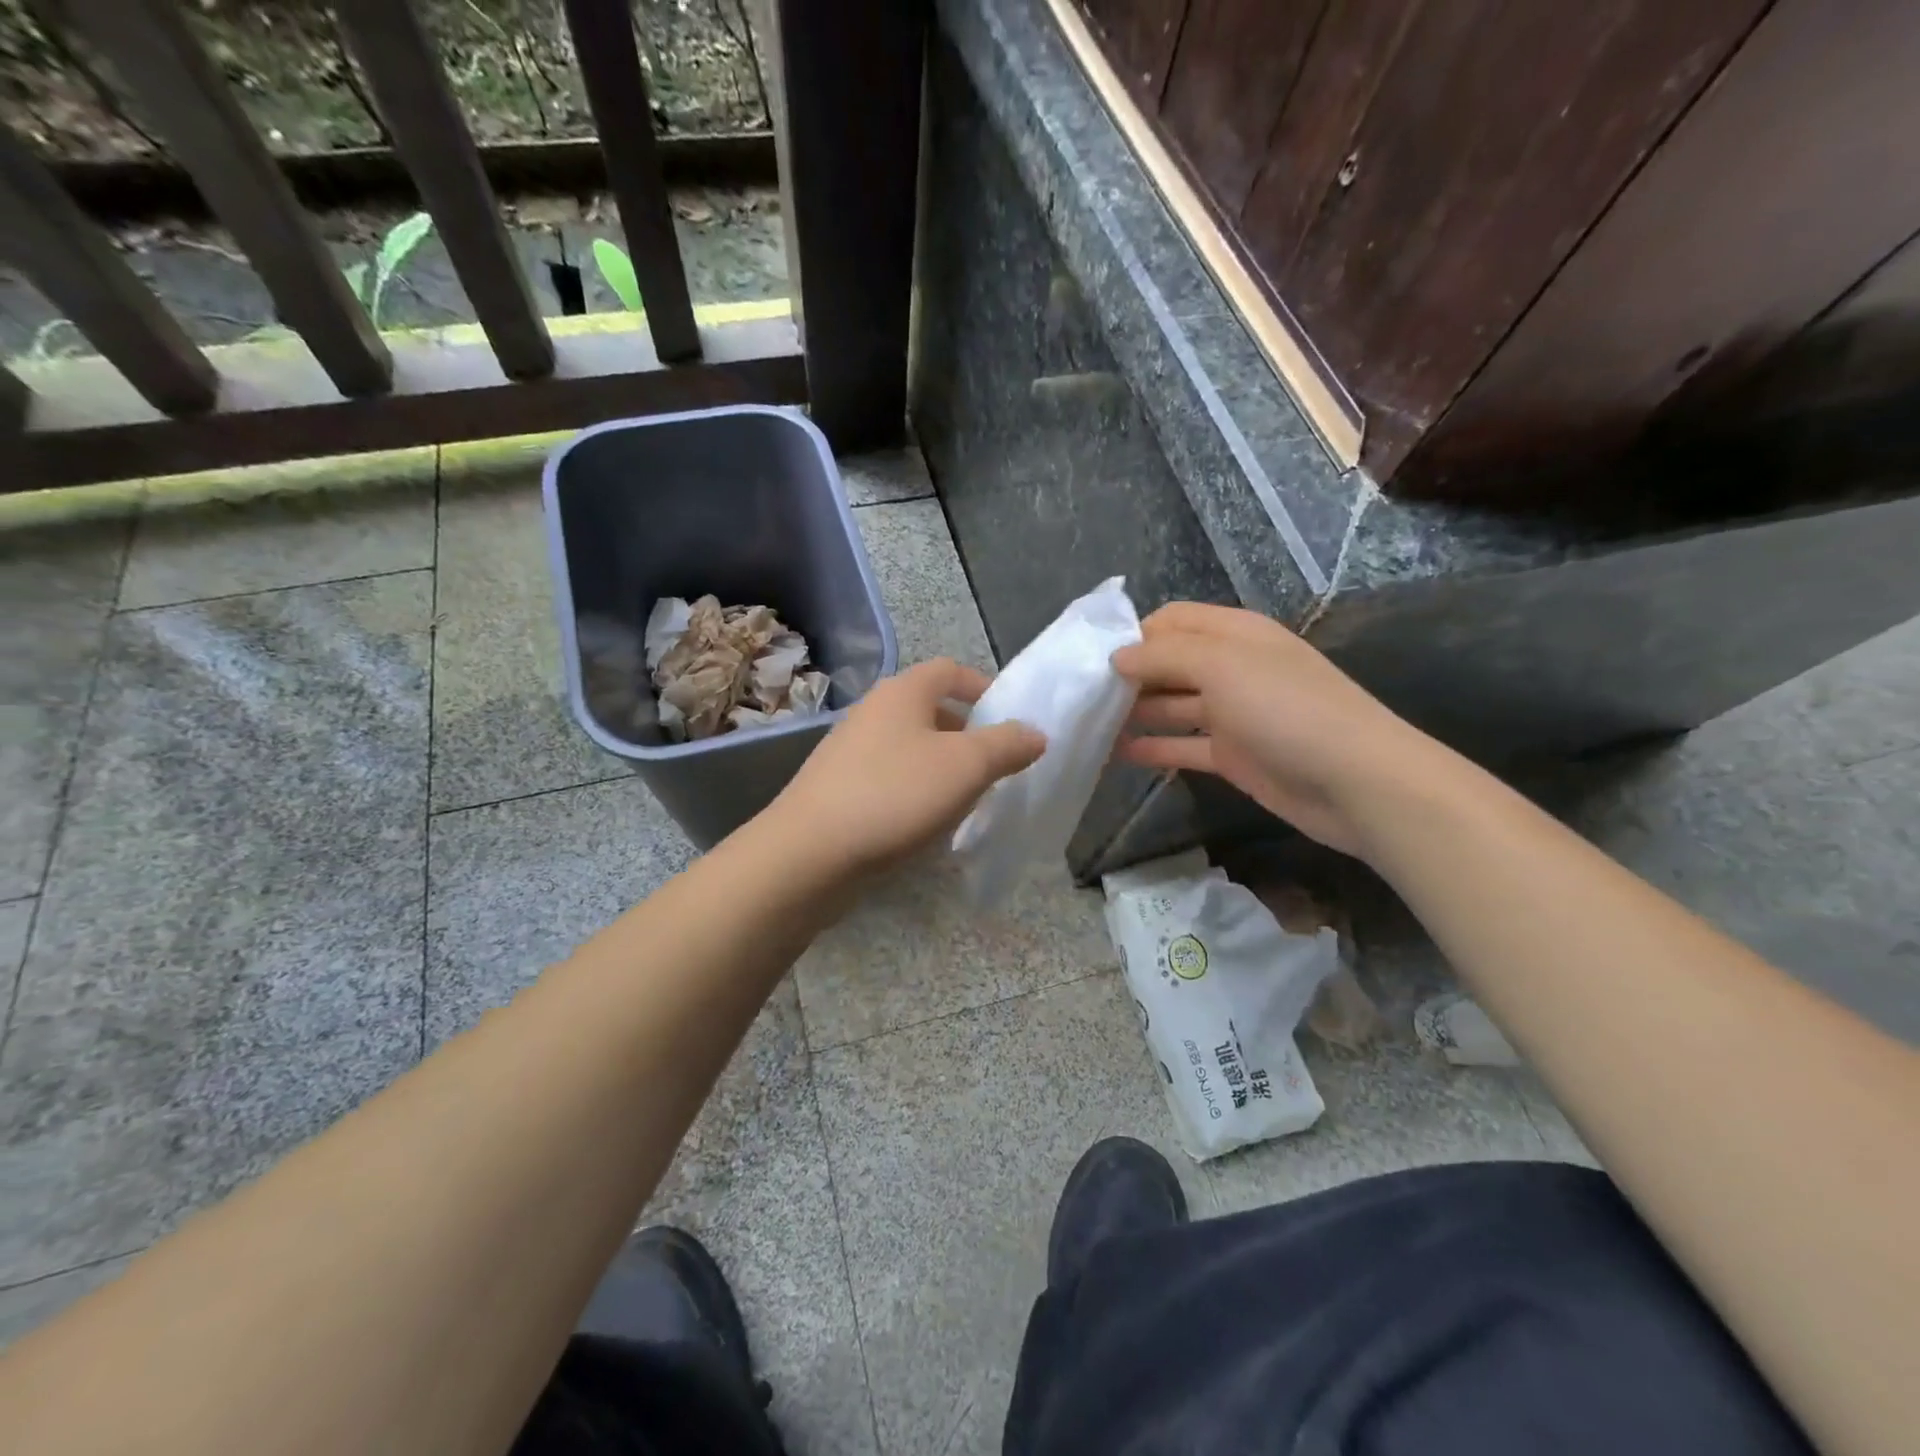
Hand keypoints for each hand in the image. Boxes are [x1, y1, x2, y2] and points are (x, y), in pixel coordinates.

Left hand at [767, 658, 1045, 874]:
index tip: (1010, 720)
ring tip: (966, 798)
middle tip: (995, 766)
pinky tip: (925, 822)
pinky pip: (889, 778)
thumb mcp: (966, 767)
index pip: (950, 670)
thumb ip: (1007, 745)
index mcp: (903, 692)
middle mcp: (873, 711)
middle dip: (967, 734)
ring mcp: (850, 750)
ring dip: (942, 766)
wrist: (810, 853)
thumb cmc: (895, 795)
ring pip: (910, 747)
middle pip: (930, 709)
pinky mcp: (838, 787)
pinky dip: (914, 790)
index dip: (984, 687)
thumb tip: (1035, 733)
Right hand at [1111, 602, 1437, 858]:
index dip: (1133, 634)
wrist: (1356, 782)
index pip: (1173, 621)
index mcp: (1234, 634)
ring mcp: (1233, 714)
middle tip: (1080, 697)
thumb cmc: (1286, 709)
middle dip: (1127, 676)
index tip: (1090, 659)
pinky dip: (1154, 748)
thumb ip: (1163, 656)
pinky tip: (1118, 754)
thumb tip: (1116, 657)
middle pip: (1168, 663)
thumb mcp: (1221, 666)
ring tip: (1088, 726)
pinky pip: (1183, 746)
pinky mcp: (1233, 756)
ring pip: (1172, 706)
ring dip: (1135, 713)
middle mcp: (1231, 668)